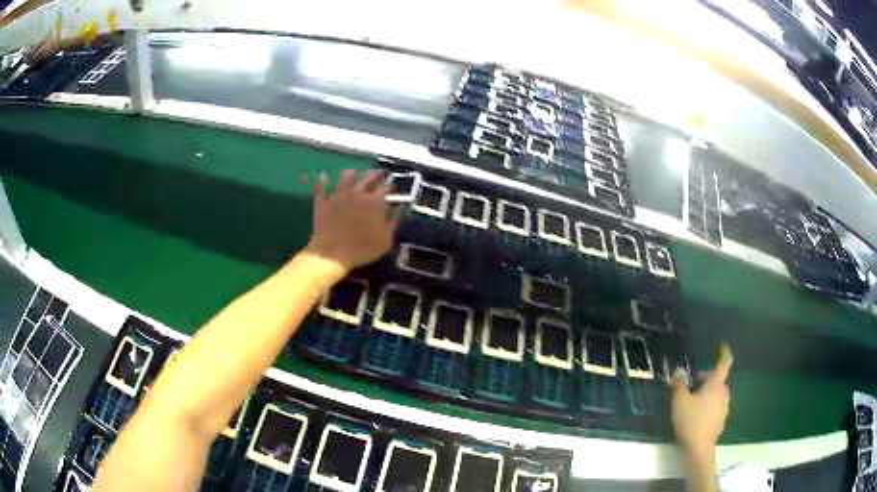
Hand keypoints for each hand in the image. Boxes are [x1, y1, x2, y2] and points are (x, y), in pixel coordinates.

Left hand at [304, 169, 396, 271]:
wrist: (332, 253)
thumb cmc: (363, 249)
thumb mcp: (386, 240)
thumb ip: (393, 222)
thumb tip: (398, 209)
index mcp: (375, 202)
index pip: (386, 186)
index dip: (390, 184)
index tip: (392, 184)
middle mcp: (358, 193)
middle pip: (368, 178)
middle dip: (374, 175)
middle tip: (377, 174)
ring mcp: (339, 196)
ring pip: (346, 177)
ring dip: (350, 174)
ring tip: (353, 172)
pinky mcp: (323, 202)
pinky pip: (322, 188)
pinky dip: (323, 181)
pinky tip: (323, 176)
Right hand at [669, 344, 732, 457]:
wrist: (699, 448)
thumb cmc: (690, 421)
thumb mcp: (680, 401)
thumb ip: (679, 384)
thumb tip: (678, 370)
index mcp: (716, 384)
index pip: (724, 363)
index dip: (724, 352)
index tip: (722, 345)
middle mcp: (723, 393)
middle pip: (718, 380)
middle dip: (708, 377)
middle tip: (694, 381)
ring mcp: (724, 407)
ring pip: (717, 394)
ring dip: (708, 392)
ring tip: (693, 399)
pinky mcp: (721, 420)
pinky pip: (716, 406)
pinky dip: (708, 404)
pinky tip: (696, 414)